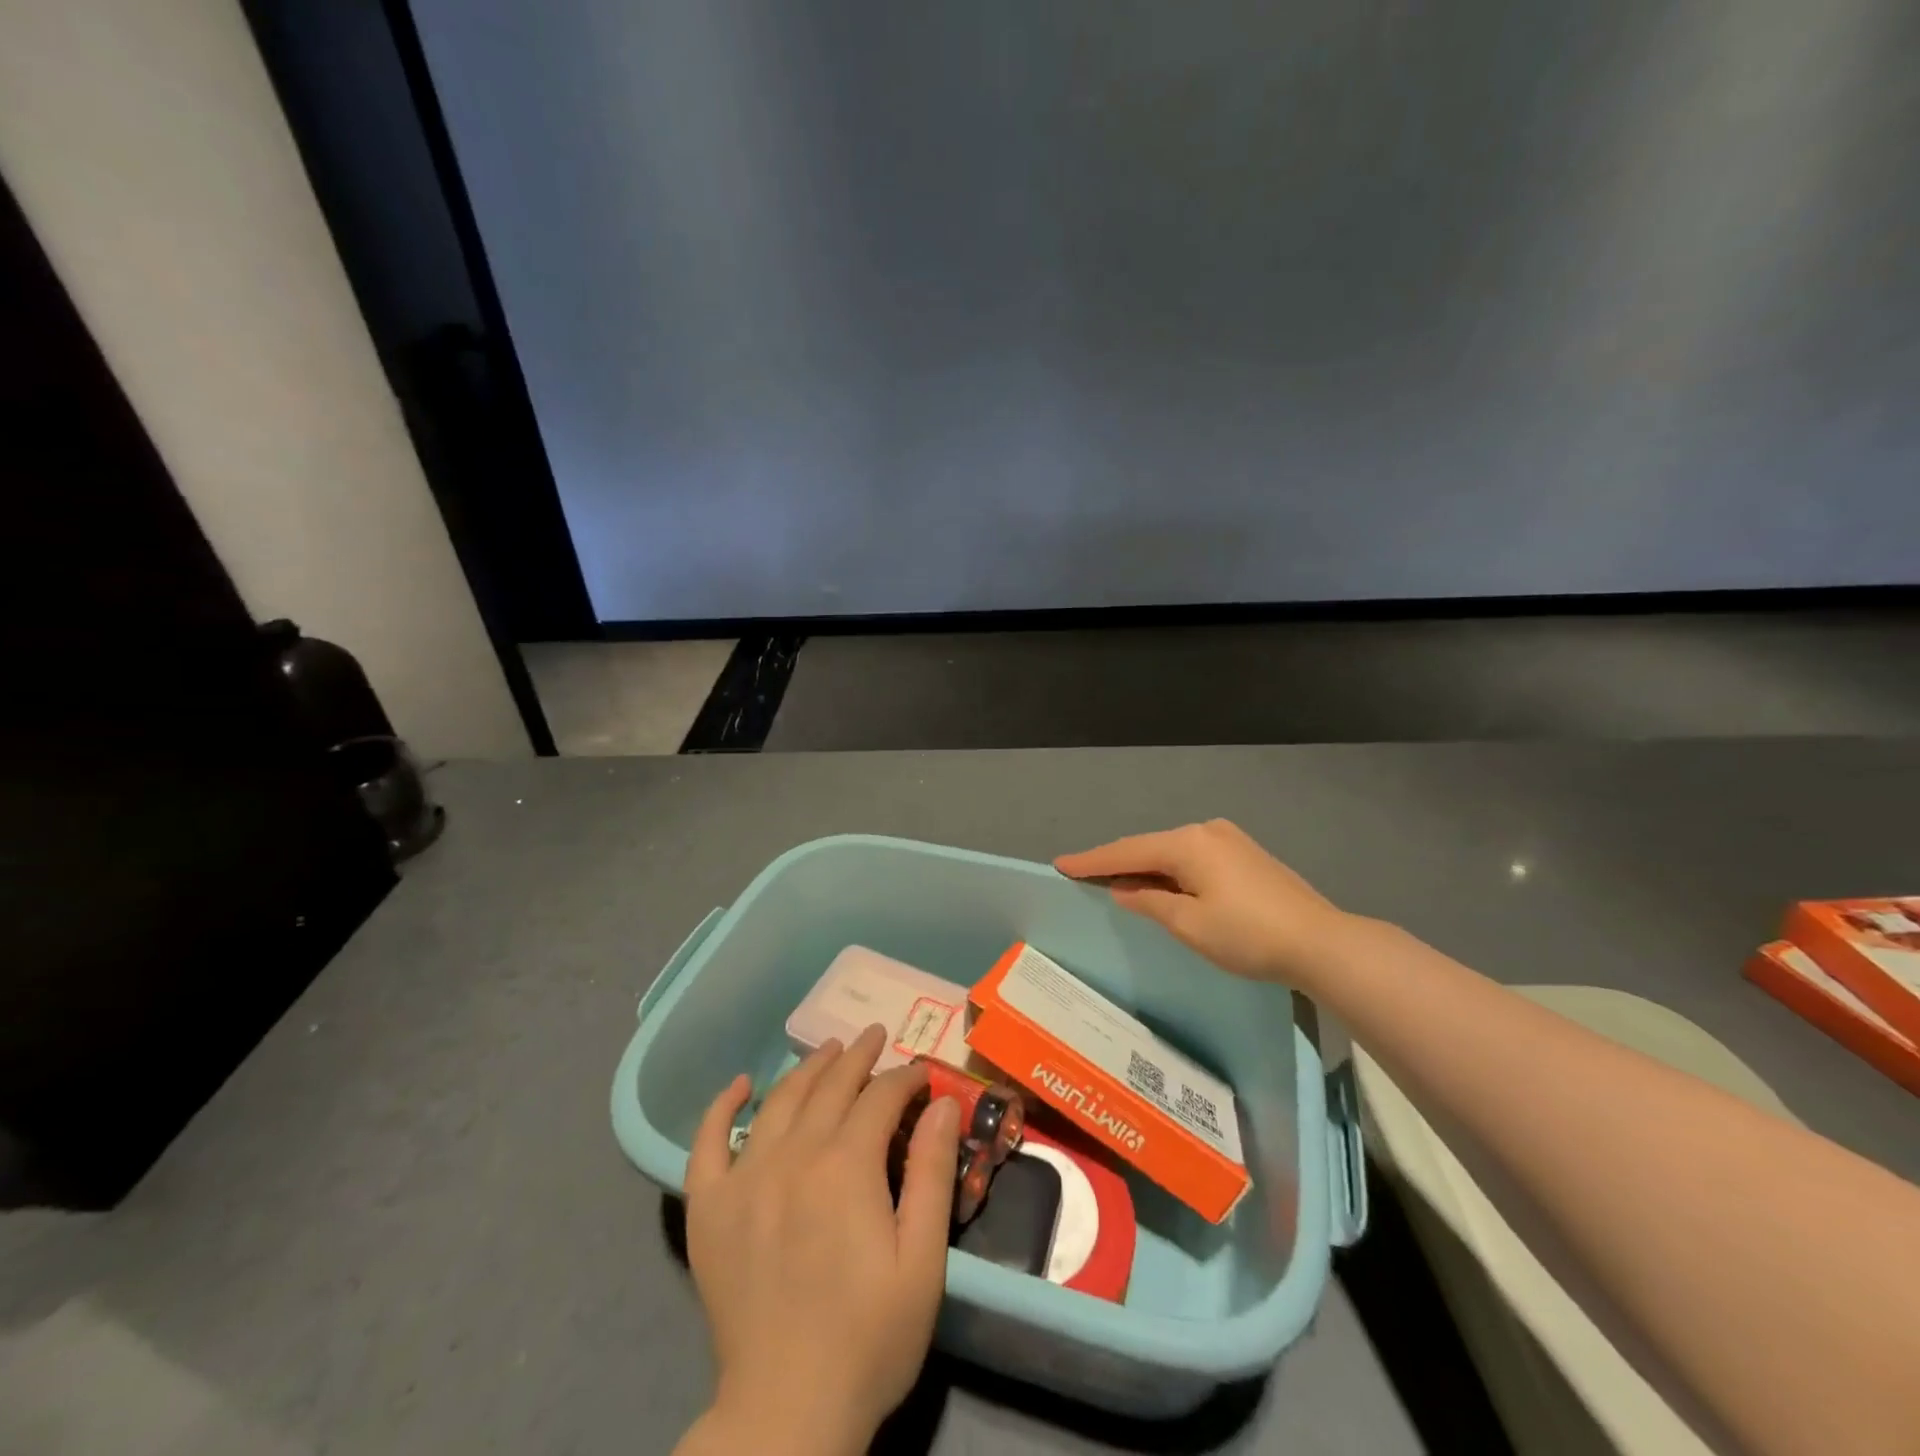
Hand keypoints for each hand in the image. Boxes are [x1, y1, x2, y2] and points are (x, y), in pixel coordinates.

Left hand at [680, 1024, 961, 1455]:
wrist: (786, 1412)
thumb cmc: (870, 1338)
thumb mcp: (923, 1259)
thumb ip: (934, 1172)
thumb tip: (942, 1101)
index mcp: (847, 1165)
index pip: (880, 1096)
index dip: (905, 1077)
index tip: (922, 1073)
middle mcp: (793, 1155)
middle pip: (830, 1086)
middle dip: (859, 1056)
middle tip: (876, 1037)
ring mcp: (745, 1178)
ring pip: (780, 1100)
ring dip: (808, 1068)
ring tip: (829, 1050)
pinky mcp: (710, 1208)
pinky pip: (707, 1141)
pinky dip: (722, 1106)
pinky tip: (740, 1085)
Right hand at [1055, 819, 1349, 986]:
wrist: (1322, 942)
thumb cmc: (1248, 935)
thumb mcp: (1189, 924)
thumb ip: (1150, 902)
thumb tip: (1124, 889)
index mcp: (1188, 843)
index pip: (1128, 851)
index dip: (1092, 861)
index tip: (1060, 864)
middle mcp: (1206, 831)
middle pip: (1150, 847)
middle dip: (1117, 862)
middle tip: (1083, 874)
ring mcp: (1229, 840)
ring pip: (1172, 852)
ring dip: (1145, 867)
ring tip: (1116, 881)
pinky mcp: (1245, 855)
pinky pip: (1193, 858)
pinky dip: (1171, 871)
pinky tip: (1162, 883)